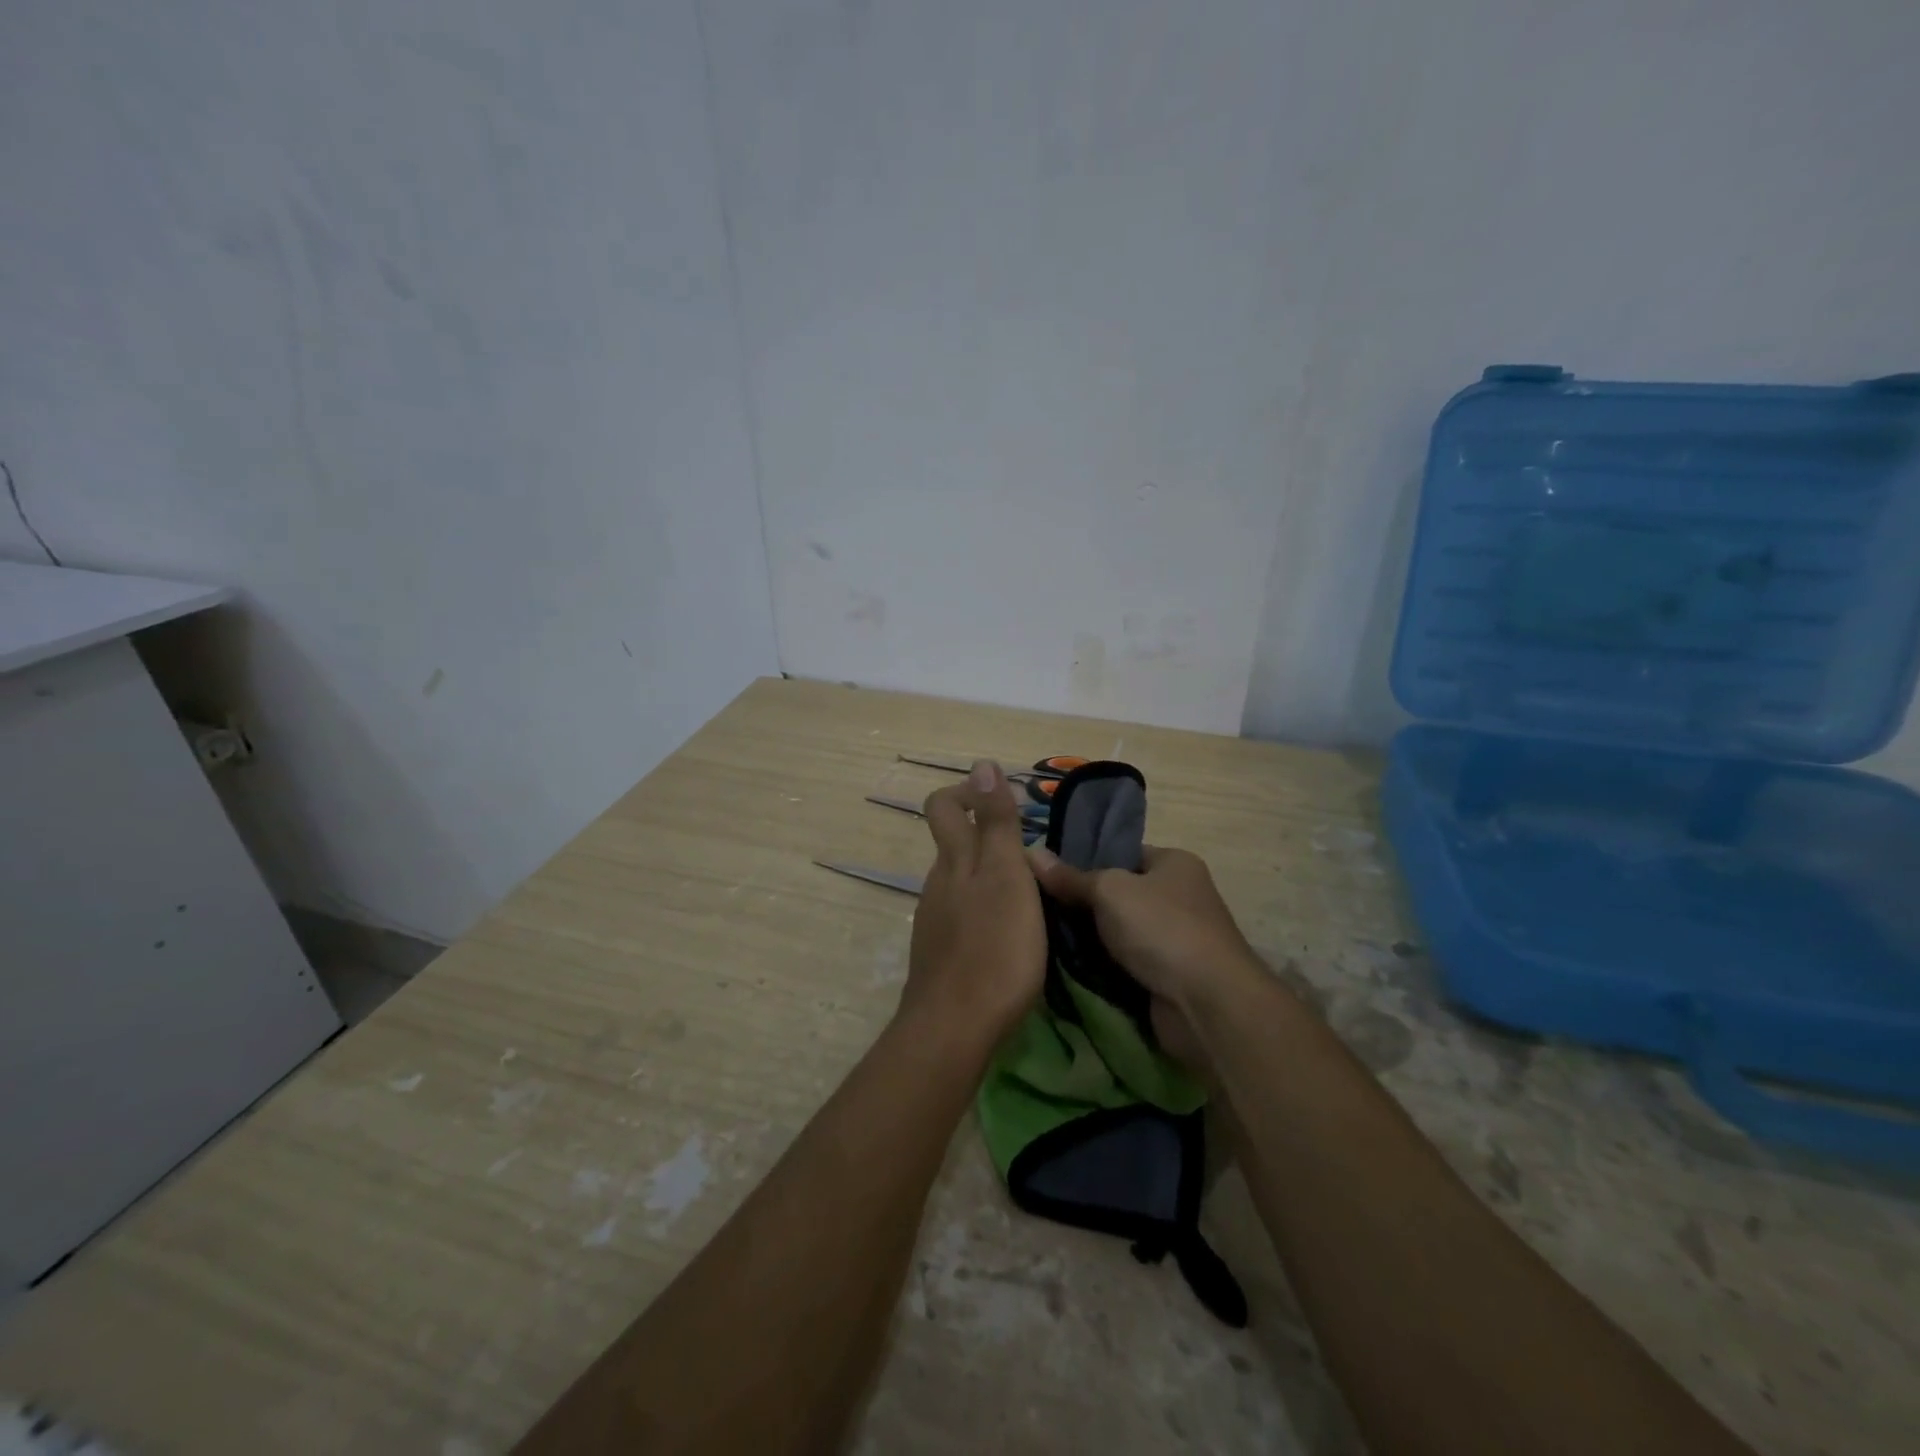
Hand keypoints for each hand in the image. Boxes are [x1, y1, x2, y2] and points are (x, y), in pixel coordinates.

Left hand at [901, 761, 1047, 1050]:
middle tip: (1035, 855)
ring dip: (992, 878)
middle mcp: (938, 883)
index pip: (943, 806)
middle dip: (989, 838)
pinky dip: (987, 912)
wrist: (954, 1028)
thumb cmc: (994, 948)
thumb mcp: (1006, 876)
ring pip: (961, 882)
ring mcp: (935, 920)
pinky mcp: (941, 954)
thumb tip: (982, 763)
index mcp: (954, 860)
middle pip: (953, 844)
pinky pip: (963, 916)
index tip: (1009, 803)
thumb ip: (996, 822)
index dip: (969, 793)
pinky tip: (1012, 936)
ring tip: (1034, 898)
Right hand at [1026, 844, 1259, 1017]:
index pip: (1123, 853)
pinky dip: (1101, 967)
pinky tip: (1064, 966)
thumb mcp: (1109, 891)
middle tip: (1036, 905)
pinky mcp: (1166, 977)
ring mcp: (1174, 940)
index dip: (1086, 860)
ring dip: (1089, 939)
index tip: (1047, 871)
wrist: (1206, 1004)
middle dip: (1082, 904)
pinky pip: (1123, 964)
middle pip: (1118, 894)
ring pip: (1118, 933)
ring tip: (1041, 934)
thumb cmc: (1162, 929)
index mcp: (1175, 863)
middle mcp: (1179, 897)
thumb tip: (1030, 853)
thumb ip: (1070, 877)